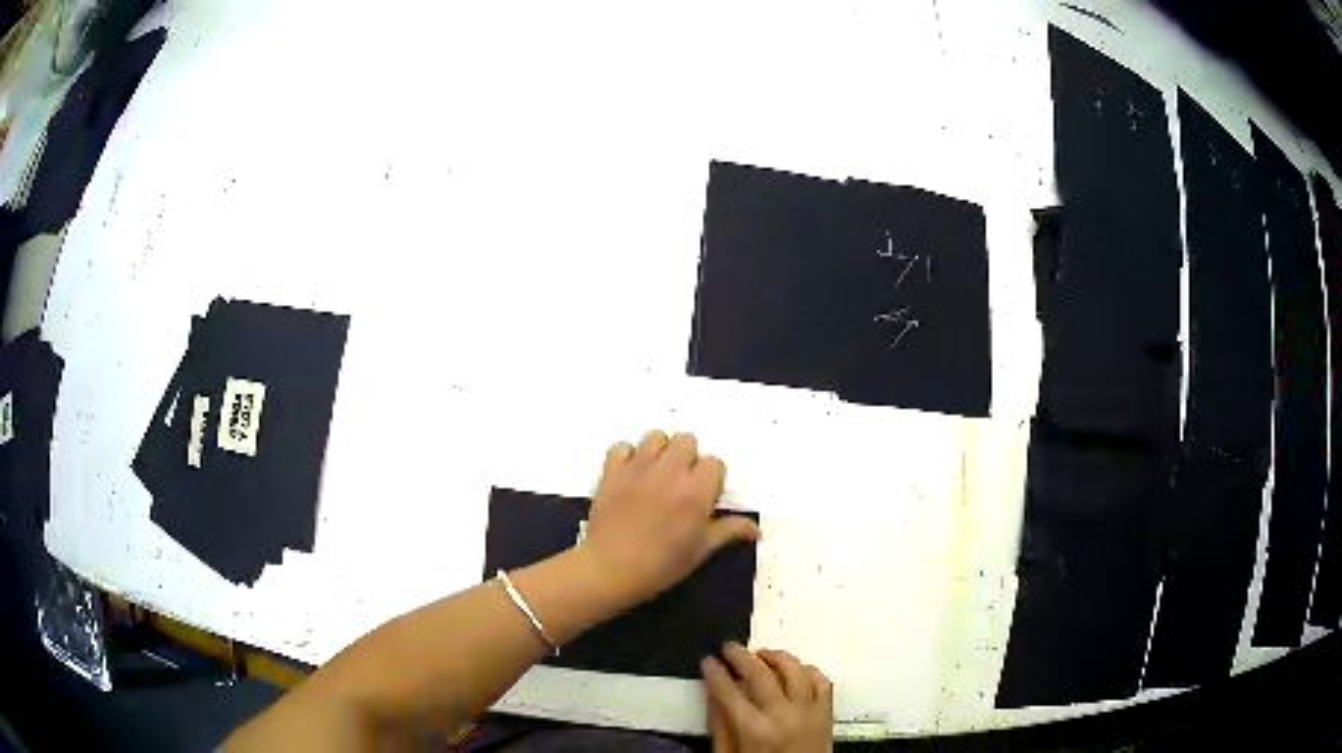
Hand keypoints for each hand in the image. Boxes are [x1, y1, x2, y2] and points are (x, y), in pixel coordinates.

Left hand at [580, 430, 760, 605]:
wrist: (610, 569)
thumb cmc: (662, 564)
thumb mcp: (701, 550)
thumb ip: (729, 532)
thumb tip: (757, 530)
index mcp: (696, 491)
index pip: (714, 463)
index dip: (710, 479)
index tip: (703, 497)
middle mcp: (670, 471)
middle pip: (686, 440)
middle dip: (687, 458)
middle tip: (680, 483)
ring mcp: (639, 468)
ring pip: (656, 437)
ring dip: (660, 451)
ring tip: (657, 474)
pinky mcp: (612, 471)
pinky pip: (621, 447)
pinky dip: (627, 456)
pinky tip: (630, 474)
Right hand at [702, 644, 832, 752]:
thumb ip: (721, 726)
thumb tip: (712, 694)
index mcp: (754, 730)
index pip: (729, 690)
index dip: (715, 672)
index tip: (707, 660)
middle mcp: (783, 716)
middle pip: (760, 673)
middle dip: (740, 656)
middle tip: (729, 647)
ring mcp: (809, 713)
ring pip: (795, 670)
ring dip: (776, 657)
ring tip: (761, 654)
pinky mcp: (827, 714)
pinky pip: (822, 682)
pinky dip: (808, 670)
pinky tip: (795, 670)